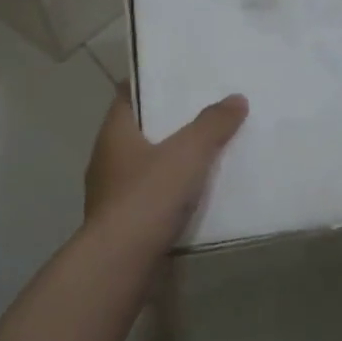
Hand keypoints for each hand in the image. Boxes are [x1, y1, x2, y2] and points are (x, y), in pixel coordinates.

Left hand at [83, 89, 248, 248]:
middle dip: (165, 124)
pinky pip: (146, 197)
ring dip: (166, 160)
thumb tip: (236, 98)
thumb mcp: (188, 153)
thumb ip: (212, 124)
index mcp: (114, 133)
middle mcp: (106, 158)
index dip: (149, 84)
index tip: (176, 79)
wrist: (121, 261)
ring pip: (141, 165)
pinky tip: (191, 197)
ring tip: (202, 155)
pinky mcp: (119, 223)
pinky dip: (165, 192)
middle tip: (201, 114)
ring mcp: (109, 193)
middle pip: (137, 131)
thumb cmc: (148, 196)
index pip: (126, 95)